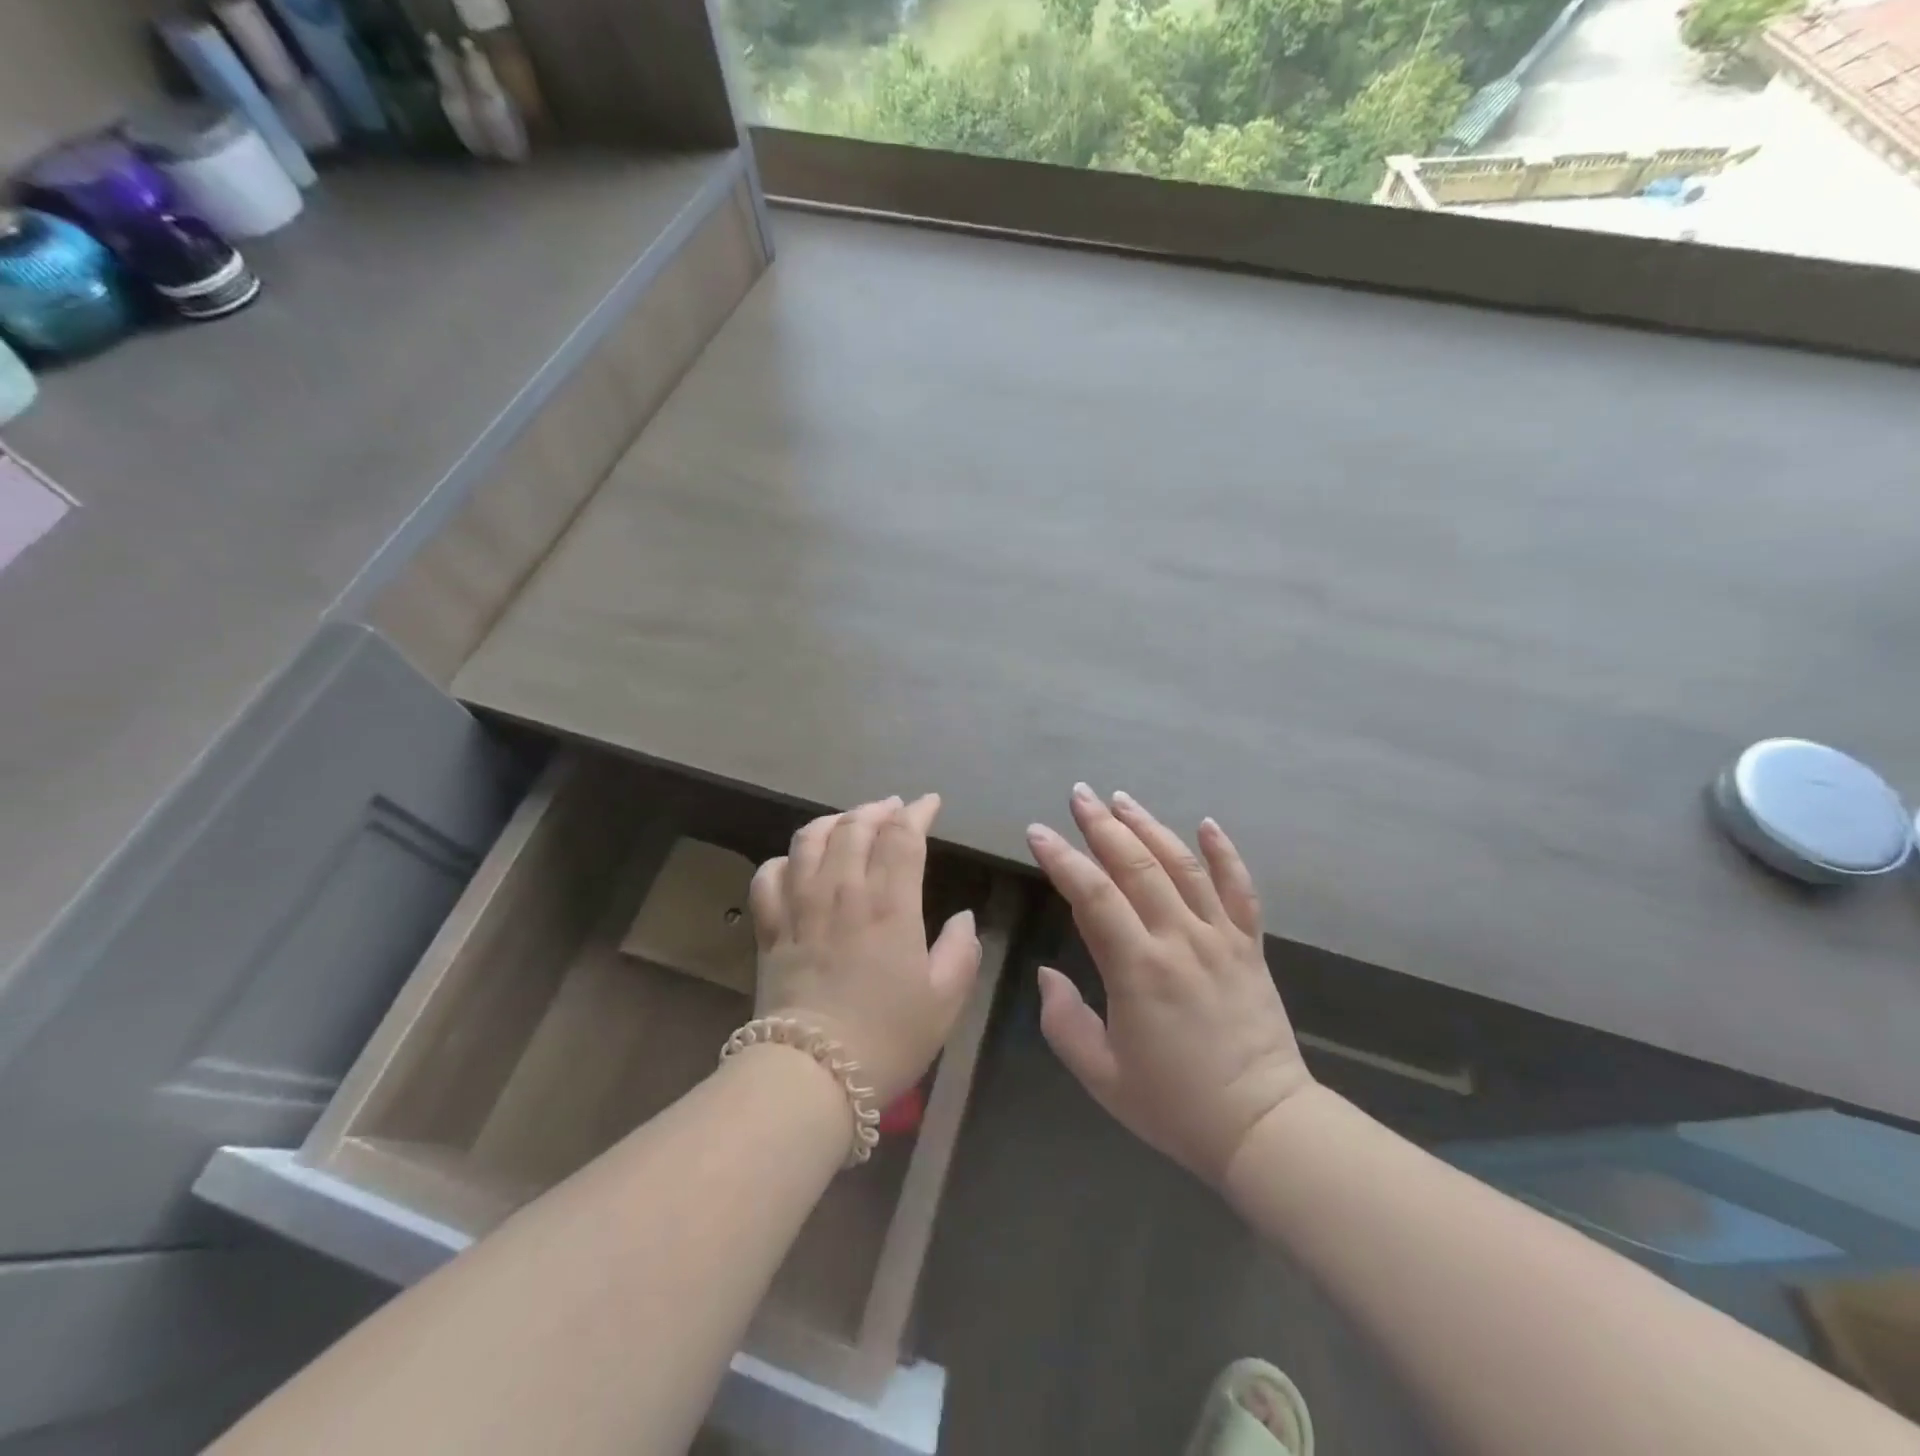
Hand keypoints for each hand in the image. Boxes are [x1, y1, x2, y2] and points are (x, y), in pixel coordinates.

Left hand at [749, 794, 980, 1102]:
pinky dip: (786, 859)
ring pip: (809, 839)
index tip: (929, 803)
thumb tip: (962, 918)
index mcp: (890, 905)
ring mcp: (800, 906)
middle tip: (893, 809)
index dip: (917, 812)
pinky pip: (769, 875)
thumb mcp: (945, 1001)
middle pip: (854, 827)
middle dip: (877, 809)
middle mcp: (843, 892)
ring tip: (849, 822)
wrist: (811, 1075)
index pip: (902, 837)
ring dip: (833, 822)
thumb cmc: (887, 1037)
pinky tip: (798, 863)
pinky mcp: (770, 928)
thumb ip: (961, 952)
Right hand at [1026, 784, 1312, 1187]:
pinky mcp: (1249, 947)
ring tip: (1122, 799)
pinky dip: (1224, 854)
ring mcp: (1220, 939)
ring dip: (1149, 827)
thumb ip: (1064, 1022)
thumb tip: (1048, 973)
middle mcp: (1180, 940)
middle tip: (1079, 795)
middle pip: (1137, 866)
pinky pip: (1240, 890)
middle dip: (1102, 825)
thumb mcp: (1101, 1076)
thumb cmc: (1174, 1105)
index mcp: (1138, 970)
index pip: (1093, 896)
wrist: (1264, 1127)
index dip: (1062, 859)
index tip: (1038, 831)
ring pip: (1183, 866)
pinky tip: (1207, 824)